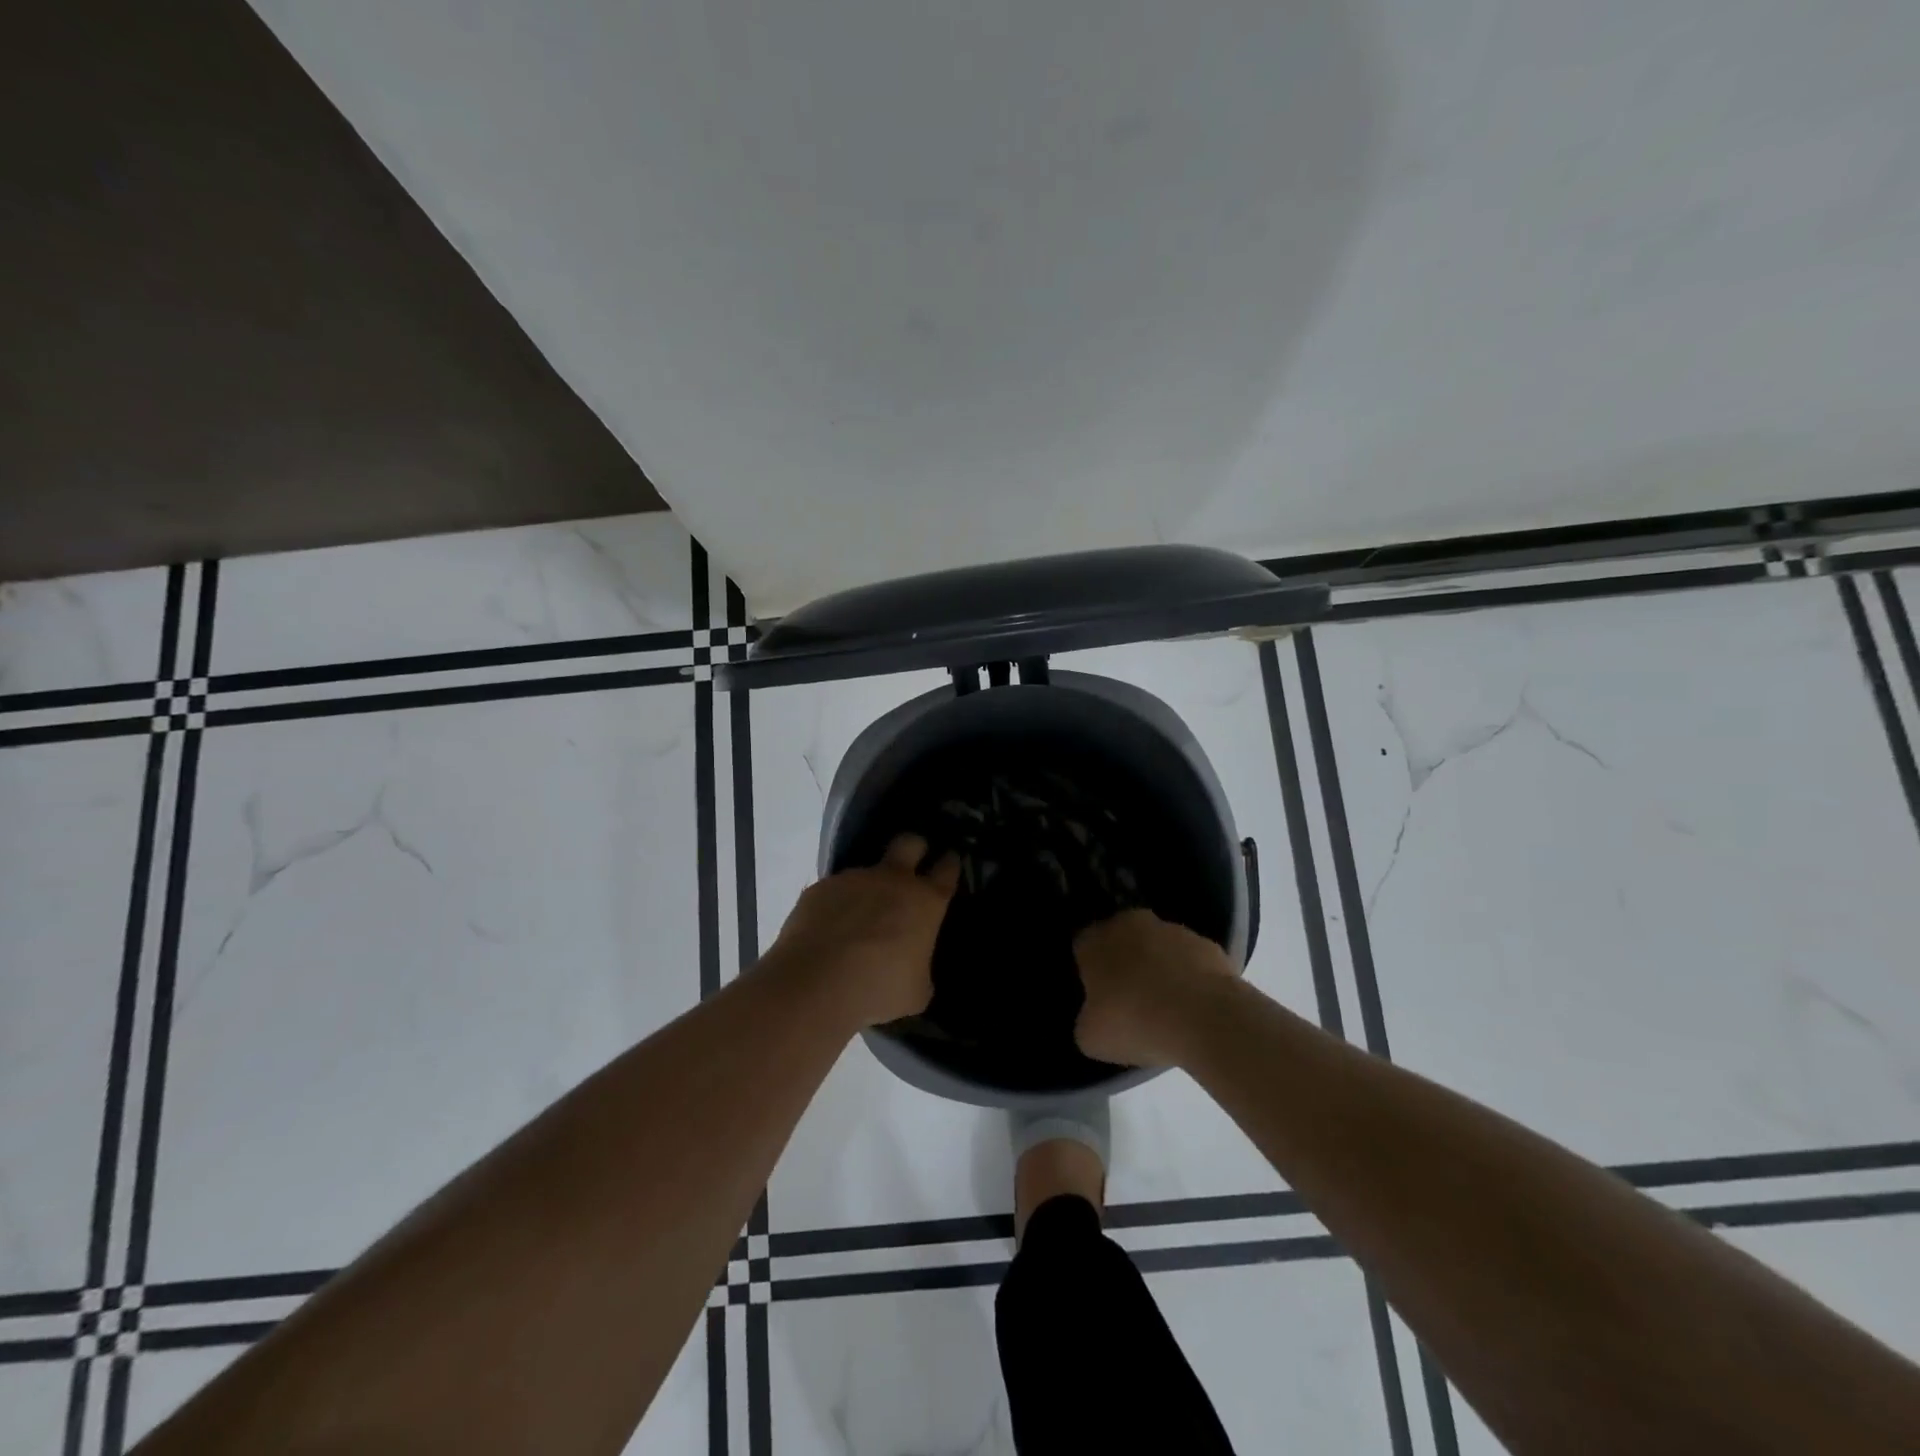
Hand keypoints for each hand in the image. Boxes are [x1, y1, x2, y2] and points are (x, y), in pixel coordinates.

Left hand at [767, 834, 959, 1027]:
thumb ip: (920, 967)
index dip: (949, 863)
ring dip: (868, 888)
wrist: (817, 983)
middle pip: (909, 842)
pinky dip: (836, 906)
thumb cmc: (879, 989)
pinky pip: (834, 891)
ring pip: (866, 871)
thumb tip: (914, 965)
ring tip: (858, 919)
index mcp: (925, 902)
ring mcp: (853, 880)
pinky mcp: (819, 888)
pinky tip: (828, 931)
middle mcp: (891, 880)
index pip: (947, 868)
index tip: (949, 861)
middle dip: (915, 847)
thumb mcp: (917, 991)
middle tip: (913, 862)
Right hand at [1073, 908, 1240, 1065]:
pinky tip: (1194, 1008)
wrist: (1206, 1021)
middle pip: (1122, 941)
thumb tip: (1097, 1015)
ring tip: (1168, 1010)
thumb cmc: (1136, 1024)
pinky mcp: (1208, 945)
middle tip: (1131, 1001)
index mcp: (1095, 939)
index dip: (1089, 973)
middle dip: (1125, 963)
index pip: (1083, 948)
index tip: (1098, 998)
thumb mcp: (1091, 1037)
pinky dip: (1190, 978)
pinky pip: (1190, 961)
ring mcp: (1173, 930)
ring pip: (1158, 947)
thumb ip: (1087, 1018)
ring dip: (1159, 969)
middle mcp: (1130, 923)